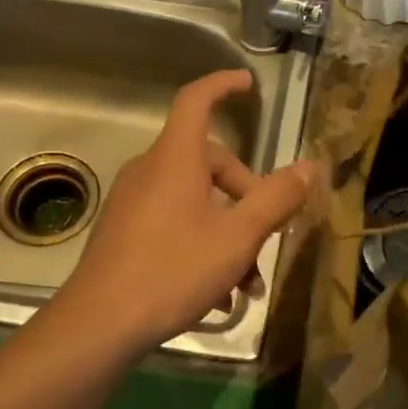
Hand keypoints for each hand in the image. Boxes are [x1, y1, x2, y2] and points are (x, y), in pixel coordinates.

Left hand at [55, 69, 316, 353]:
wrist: (99, 324)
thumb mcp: (237, 238)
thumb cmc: (173, 271)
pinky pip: (174, 223)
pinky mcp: (124, 231)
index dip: (222, 85)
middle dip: (246, 196)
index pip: (196, 100)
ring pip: (195, 202)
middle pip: (208, 163)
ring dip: (229, 233)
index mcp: (175, 159)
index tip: (247, 84)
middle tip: (268, 237)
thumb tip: (308, 167)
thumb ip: (276, 199)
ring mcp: (133, 202)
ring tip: (247, 284)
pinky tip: (218, 294)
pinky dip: (202, 245)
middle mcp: (150, 171)